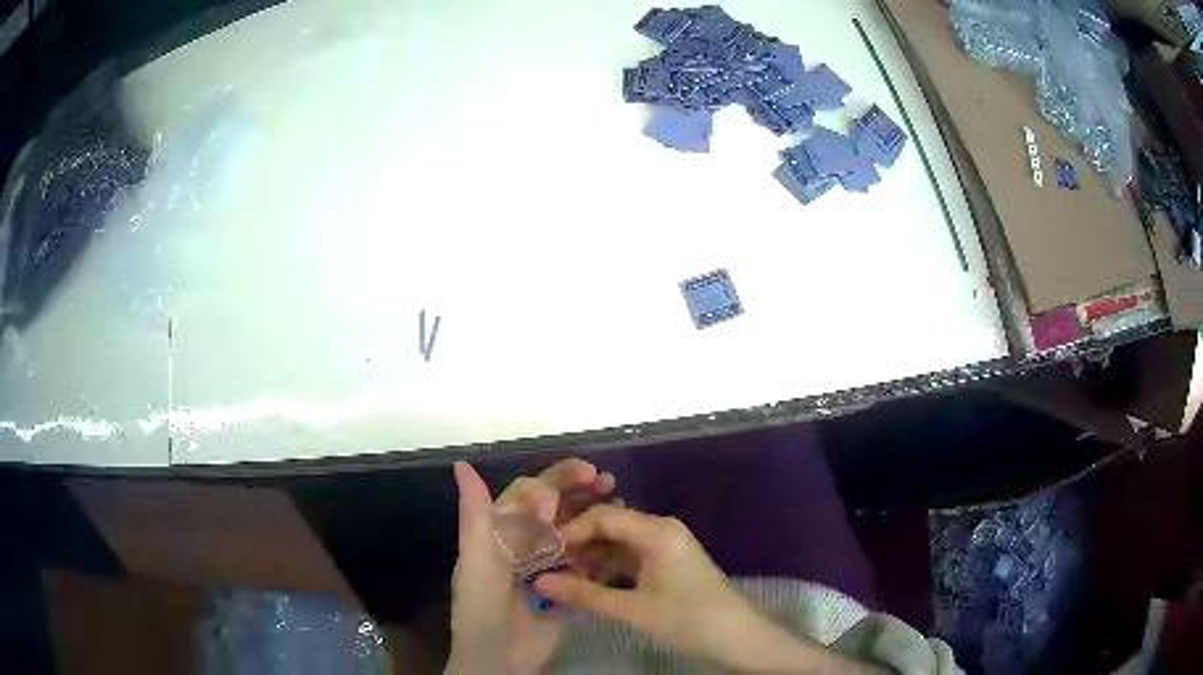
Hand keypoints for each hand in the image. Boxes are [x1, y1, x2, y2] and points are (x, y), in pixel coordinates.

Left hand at [446, 459, 615, 674]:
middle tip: (609, 482)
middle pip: (554, 508)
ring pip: (573, 530)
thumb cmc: (482, 608)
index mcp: (500, 533)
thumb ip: (476, 516)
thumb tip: (462, 464)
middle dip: (579, 491)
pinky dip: (602, 548)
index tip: (586, 473)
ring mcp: (549, 565)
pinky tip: (621, 542)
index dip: (555, 479)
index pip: (529, 493)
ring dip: (593, 514)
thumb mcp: (475, 561)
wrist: (501, 660)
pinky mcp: (569, 587)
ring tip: (620, 503)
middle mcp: (525, 543)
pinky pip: (588, 561)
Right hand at [535, 506, 881, 673]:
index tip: (544, 552)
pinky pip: (633, 554)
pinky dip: (612, 566)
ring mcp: (669, 543)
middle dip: (580, 544)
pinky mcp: (671, 560)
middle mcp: (663, 528)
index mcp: (657, 531)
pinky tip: (593, 584)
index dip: (570, 531)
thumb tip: (539, 582)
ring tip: (568, 579)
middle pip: (611, 525)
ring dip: (594, 557)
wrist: (737, 637)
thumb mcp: (632, 610)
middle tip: (551, 566)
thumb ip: (583, 595)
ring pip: (620, 541)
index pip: (603, 516)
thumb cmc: (687, 619)